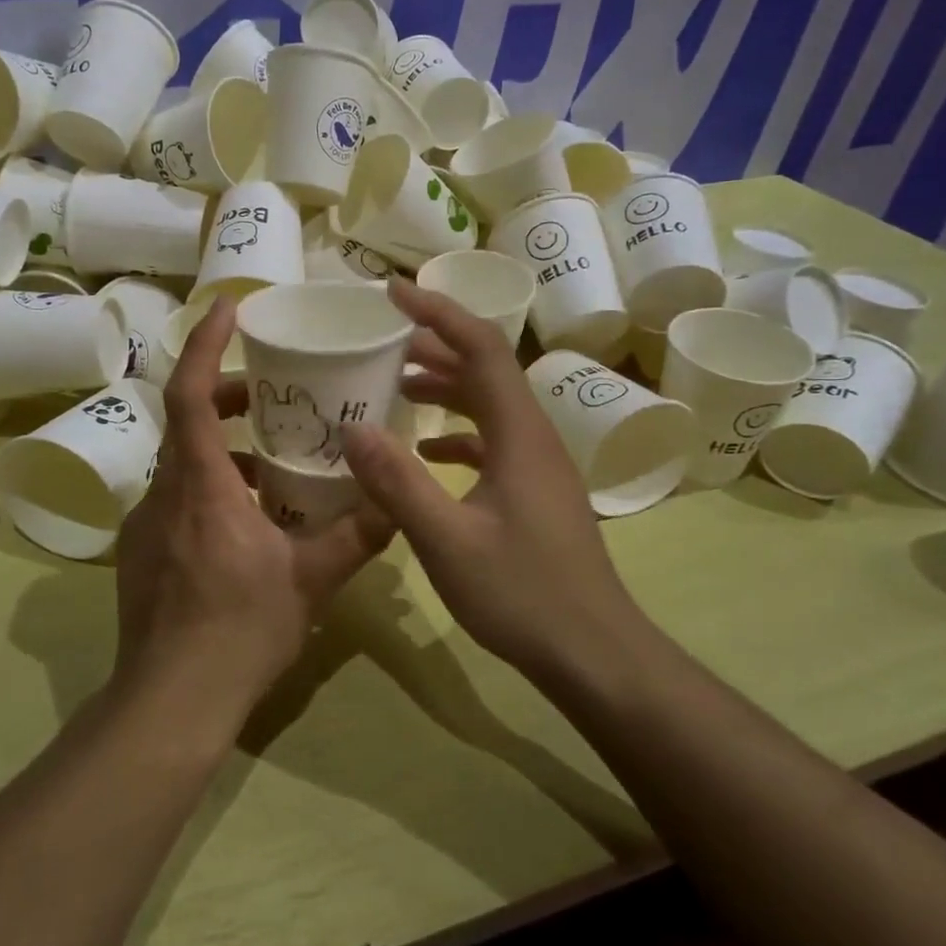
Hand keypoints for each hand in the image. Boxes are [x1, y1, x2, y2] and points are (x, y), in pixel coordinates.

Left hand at [114, 298, 393, 734]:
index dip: (205, 345)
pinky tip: (244, 520)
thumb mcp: (310, 580)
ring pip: (181, 464)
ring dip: (219, 449)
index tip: (227, 310)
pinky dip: (208, 487)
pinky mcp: (140, 553)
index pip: (188, 394)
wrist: (170, 701)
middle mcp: (163, 493)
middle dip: (221, 397)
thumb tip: (398, 501)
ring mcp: (145, 525)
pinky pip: (175, 499)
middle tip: (265, 396)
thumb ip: (356, 535)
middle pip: (183, 421)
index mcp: (201, 486)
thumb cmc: (239, 631)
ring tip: (268, 462)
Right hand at [340, 279, 642, 675]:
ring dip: (445, 385)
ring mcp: (538, 465)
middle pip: (485, 368)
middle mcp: (533, 436)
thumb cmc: (522, 593)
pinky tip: (425, 449)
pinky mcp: (534, 491)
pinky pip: (492, 440)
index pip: (481, 347)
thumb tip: (351, 427)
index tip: (392, 293)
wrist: (593, 653)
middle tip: (381, 338)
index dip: (438, 312)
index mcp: (518, 433)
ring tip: (394, 383)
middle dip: (434, 344)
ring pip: (489, 404)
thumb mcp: (446, 540)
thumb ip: (397, 482)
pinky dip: (456, 431)